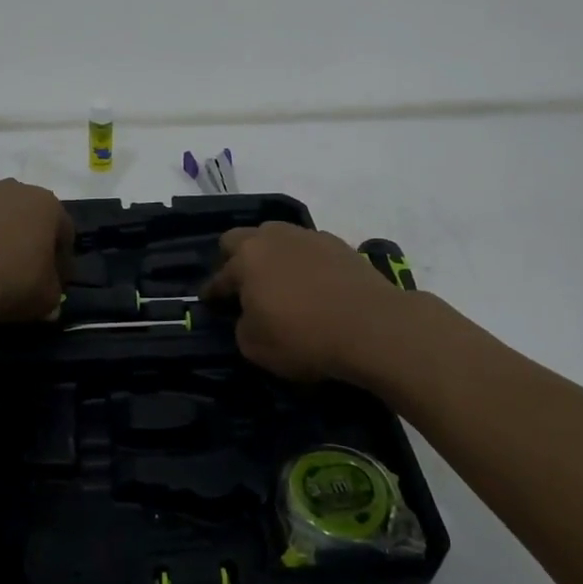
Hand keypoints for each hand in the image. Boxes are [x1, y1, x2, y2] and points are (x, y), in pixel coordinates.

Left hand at [0, 179, 72, 326]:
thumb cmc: (10, 282)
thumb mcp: (47, 298)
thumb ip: (54, 292)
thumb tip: (48, 295)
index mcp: (47, 204)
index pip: (65, 233)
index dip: (62, 261)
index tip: (55, 284)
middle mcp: (16, 189)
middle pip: (31, 219)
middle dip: (32, 243)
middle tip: (27, 275)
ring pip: (0, 219)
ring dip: (2, 239)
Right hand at [202, 223, 409, 382]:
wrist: (372, 326)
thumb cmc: (304, 337)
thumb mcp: (255, 347)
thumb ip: (243, 326)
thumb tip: (249, 316)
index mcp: (246, 259)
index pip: (219, 277)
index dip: (212, 293)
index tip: (210, 304)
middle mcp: (272, 238)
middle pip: (240, 238)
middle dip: (234, 258)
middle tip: (241, 284)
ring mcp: (307, 237)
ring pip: (276, 237)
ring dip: (270, 255)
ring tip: (278, 280)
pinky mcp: (338, 244)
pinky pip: (308, 247)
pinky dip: (303, 261)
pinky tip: (312, 283)